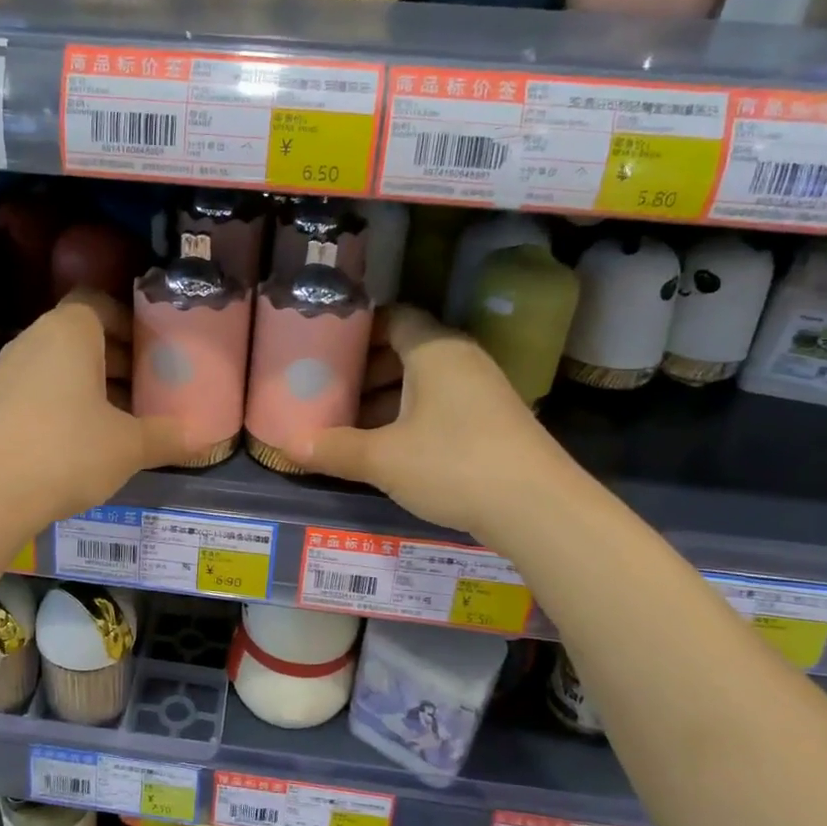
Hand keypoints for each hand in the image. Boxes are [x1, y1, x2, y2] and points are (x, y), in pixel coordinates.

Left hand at [0, 290, 192, 534]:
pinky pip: (39, 392)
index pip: (99, 303)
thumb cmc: (66, 450)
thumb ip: (167, 436)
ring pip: (60, 367)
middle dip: (118, 360)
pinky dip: (65, 406)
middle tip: (148, 389)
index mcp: (69, 331)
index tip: (154, 352)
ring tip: (123, 420)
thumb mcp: (129, 446)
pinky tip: (85, 443)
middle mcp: (34, 340)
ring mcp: (7, 372)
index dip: (130, 323)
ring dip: (92, 386)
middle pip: (82, 337)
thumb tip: (201, 437)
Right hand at [293, 307, 559, 537]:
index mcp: (435, 350)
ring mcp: (481, 391)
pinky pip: (440, 406)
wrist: (538, 508)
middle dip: (365, 370)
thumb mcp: (383, 459)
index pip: (393, 317)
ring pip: (423, 382)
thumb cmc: (452, 464)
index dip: (358, 329)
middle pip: (406, 350)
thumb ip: (334, 449)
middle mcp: (461, 360)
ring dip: (386, 398)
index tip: (325, 349)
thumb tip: (288, 446)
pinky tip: (387, 448)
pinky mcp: (492, 421)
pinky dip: (411, 417)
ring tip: (349, 423)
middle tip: (328, 390)